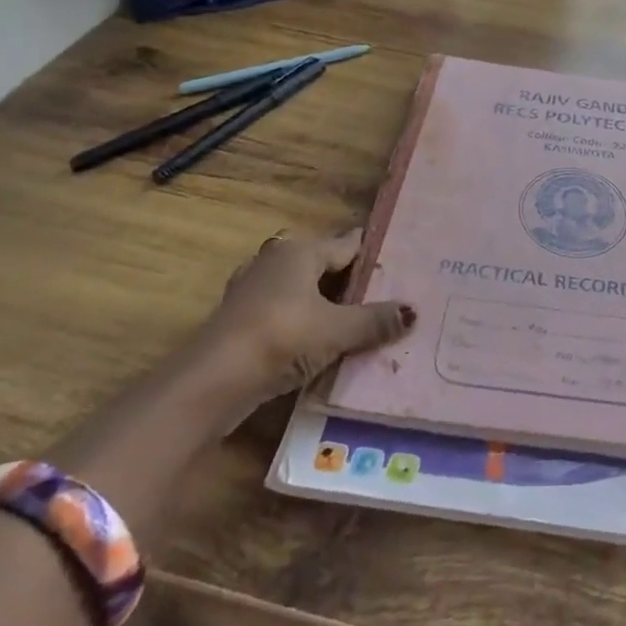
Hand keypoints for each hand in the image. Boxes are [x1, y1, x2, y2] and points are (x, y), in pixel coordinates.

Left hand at [188, 229, 415, 413]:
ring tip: (363, 321)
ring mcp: (253, 290)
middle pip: (324, 266)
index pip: (347, 244)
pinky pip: (286, 314)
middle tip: (390, 295)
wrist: (212, 381)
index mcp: (300, 251)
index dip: (375, 253)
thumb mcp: (338, 330)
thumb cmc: (281, 337)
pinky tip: (324, 343)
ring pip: (303, 291)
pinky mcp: (242, 321)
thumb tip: (414, 311)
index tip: (403, 261)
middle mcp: (275, 261)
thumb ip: (376, 320)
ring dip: (328, 305)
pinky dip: (305, 324)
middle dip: (353, 281)